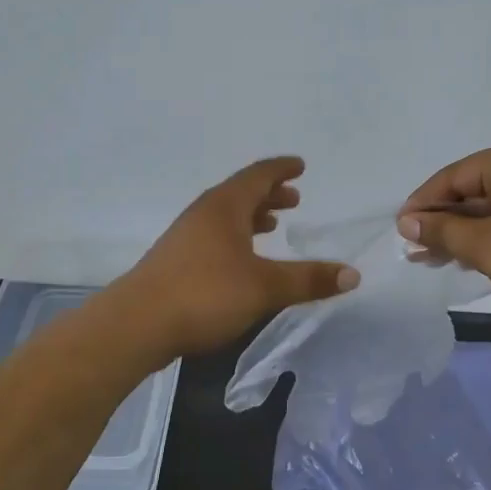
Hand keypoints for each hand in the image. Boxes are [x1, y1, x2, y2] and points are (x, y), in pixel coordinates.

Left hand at [116, 157, 359, 360]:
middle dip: (268, 194)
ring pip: (225, 217)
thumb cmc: (205, 294)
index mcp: (224, 207)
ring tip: (272, 226)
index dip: (281, 169)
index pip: (257, 176)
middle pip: (239, 194)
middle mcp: (203, 215)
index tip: (300, 165)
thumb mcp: (265, 287)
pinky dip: (235, 238)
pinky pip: (213, 237)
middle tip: (293, 199)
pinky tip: (241, 261)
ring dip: (251, 217)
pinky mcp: (175, 262)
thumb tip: (353, 274)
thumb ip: (308, 279)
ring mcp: (184, 238)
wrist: (137, 324)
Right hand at [396, 138, 490, 321]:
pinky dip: (487, 237)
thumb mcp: (485, 246)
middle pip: (473, 190)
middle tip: (413, 249)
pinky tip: (465, 258)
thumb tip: (408, 223)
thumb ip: (443, 231)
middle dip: (441, 221)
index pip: (454, 175)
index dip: (423, 203)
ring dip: (461, 233)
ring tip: (430, 258)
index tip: (400, 230)